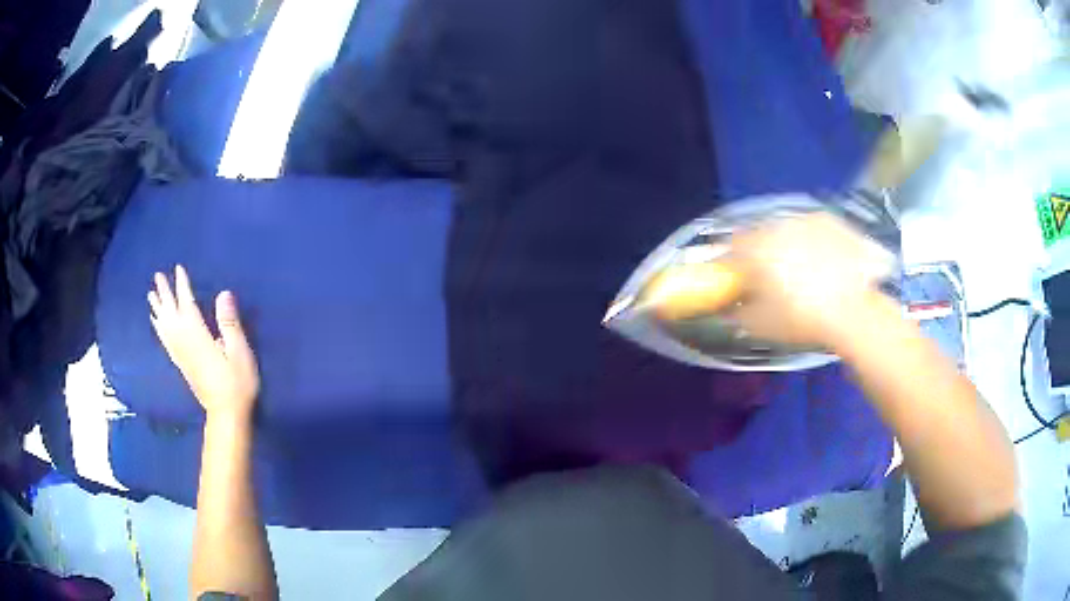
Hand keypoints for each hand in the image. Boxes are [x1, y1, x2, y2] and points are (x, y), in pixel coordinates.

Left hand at [148, 265, 259, 421]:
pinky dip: (159, 329)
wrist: (227, 414)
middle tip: (157, 276)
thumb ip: (230, 323)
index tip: (178, 269)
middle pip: (172, 315)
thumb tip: (223, 293)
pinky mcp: (182, 365)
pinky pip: (166, 342)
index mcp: (199, 337)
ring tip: (151, 295)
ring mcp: (182, 355)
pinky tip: (156, 323)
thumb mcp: (240, 352)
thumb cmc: (237, 383)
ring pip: (165, 328)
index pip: (188, 306)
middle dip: (165, 295)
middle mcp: (186, 343)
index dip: (183, 287)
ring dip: (158, 310)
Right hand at [728, 212, 896, 349]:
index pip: (731, 247)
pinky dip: (816, 242)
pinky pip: (815, 229)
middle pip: (761, 235)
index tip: (741, 280)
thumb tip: (729, 307)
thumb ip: (738, 312)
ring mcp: (807, 219)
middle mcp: (778, 225)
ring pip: (789, 229)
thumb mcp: (761, 327)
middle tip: (775, 279)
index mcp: (755, 248)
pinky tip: (826, 263)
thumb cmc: (802, 320)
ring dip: (790, 245)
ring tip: (806, 272)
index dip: (734, 263)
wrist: (853, 313)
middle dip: (763, 253)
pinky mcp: (832, 222)